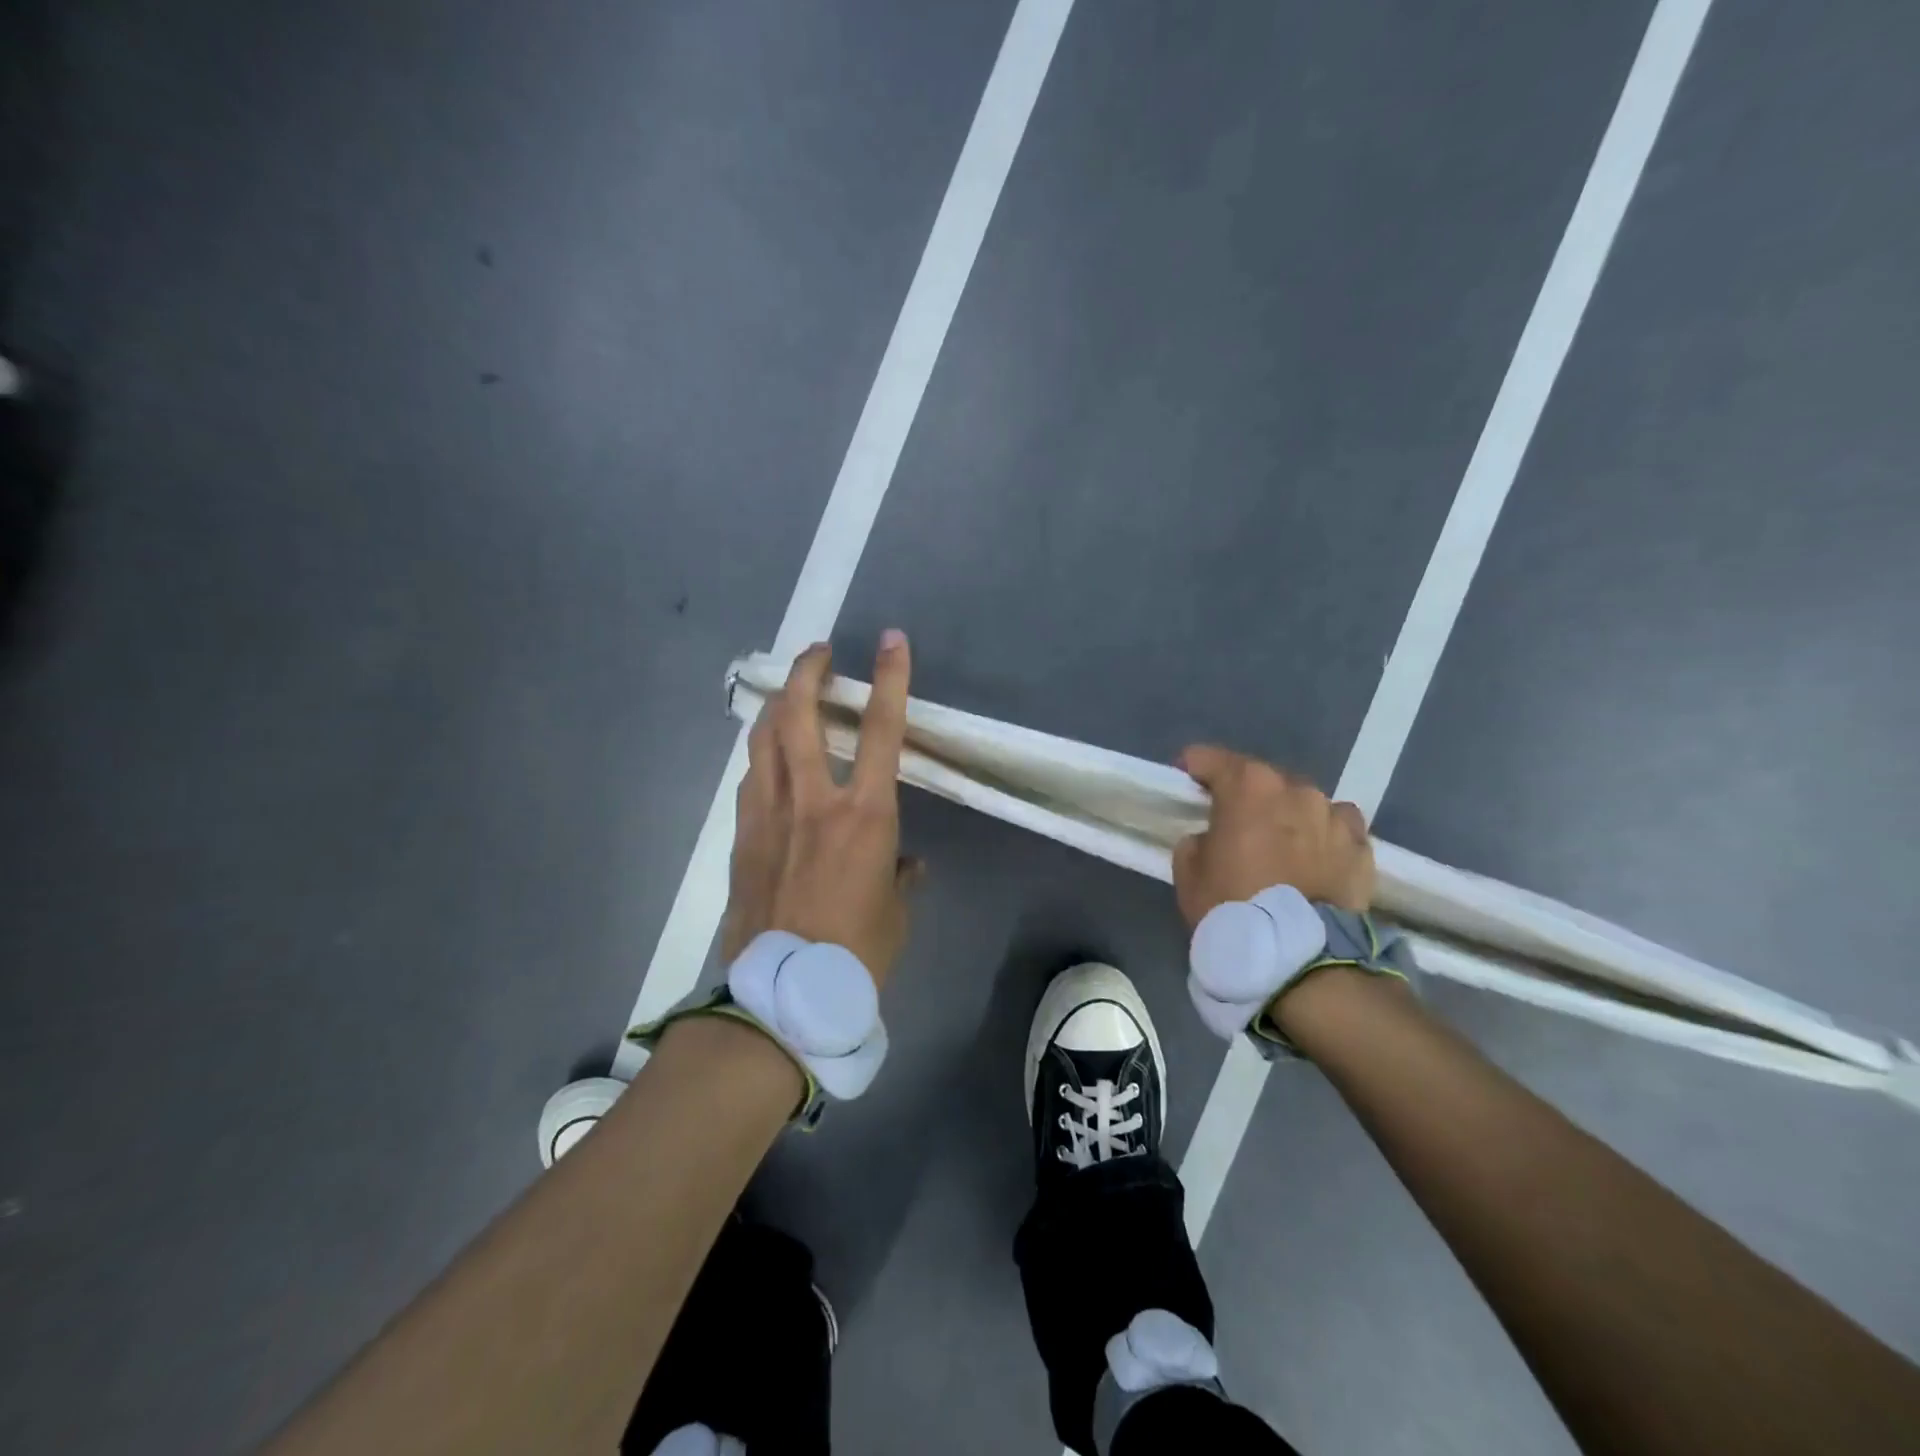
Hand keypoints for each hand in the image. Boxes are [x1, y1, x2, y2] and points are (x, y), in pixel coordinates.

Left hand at [720, 633, 920, 986]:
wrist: (782, 996)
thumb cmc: (857, 954)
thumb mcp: (895, 912)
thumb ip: (900, 876)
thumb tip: (904, 864)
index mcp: (865, 815)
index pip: (883, 730)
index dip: (890, 678)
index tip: (890, 641)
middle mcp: (813, 800)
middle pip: (800, 713)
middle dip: (808, 671)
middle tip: (818, 654)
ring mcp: (768, 814)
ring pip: (764, 739)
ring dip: (778, 707)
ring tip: (790, 697)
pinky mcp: (741, 837)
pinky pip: (750, 780)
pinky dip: (762, 757)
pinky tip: (768, 763)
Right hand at [1172, 745, 1373, 926]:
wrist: (1301, 957)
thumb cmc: (1233, 906)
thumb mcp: (1189, 872)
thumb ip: (1197, 840)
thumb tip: (1213, 838)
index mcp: (1248, 786)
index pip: (1211, 759)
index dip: (1194, 769)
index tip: (1186, 783)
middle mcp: (1295, 789)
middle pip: (1261, 780)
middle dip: (1245, 796)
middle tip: (1233, 824)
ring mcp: (1334, 815)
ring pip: (1303, 803)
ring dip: (1287, 816)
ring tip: (1279, 847)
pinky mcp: (1361, 846)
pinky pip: (1336, 829)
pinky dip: (1323, 837)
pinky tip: (1315, 860)